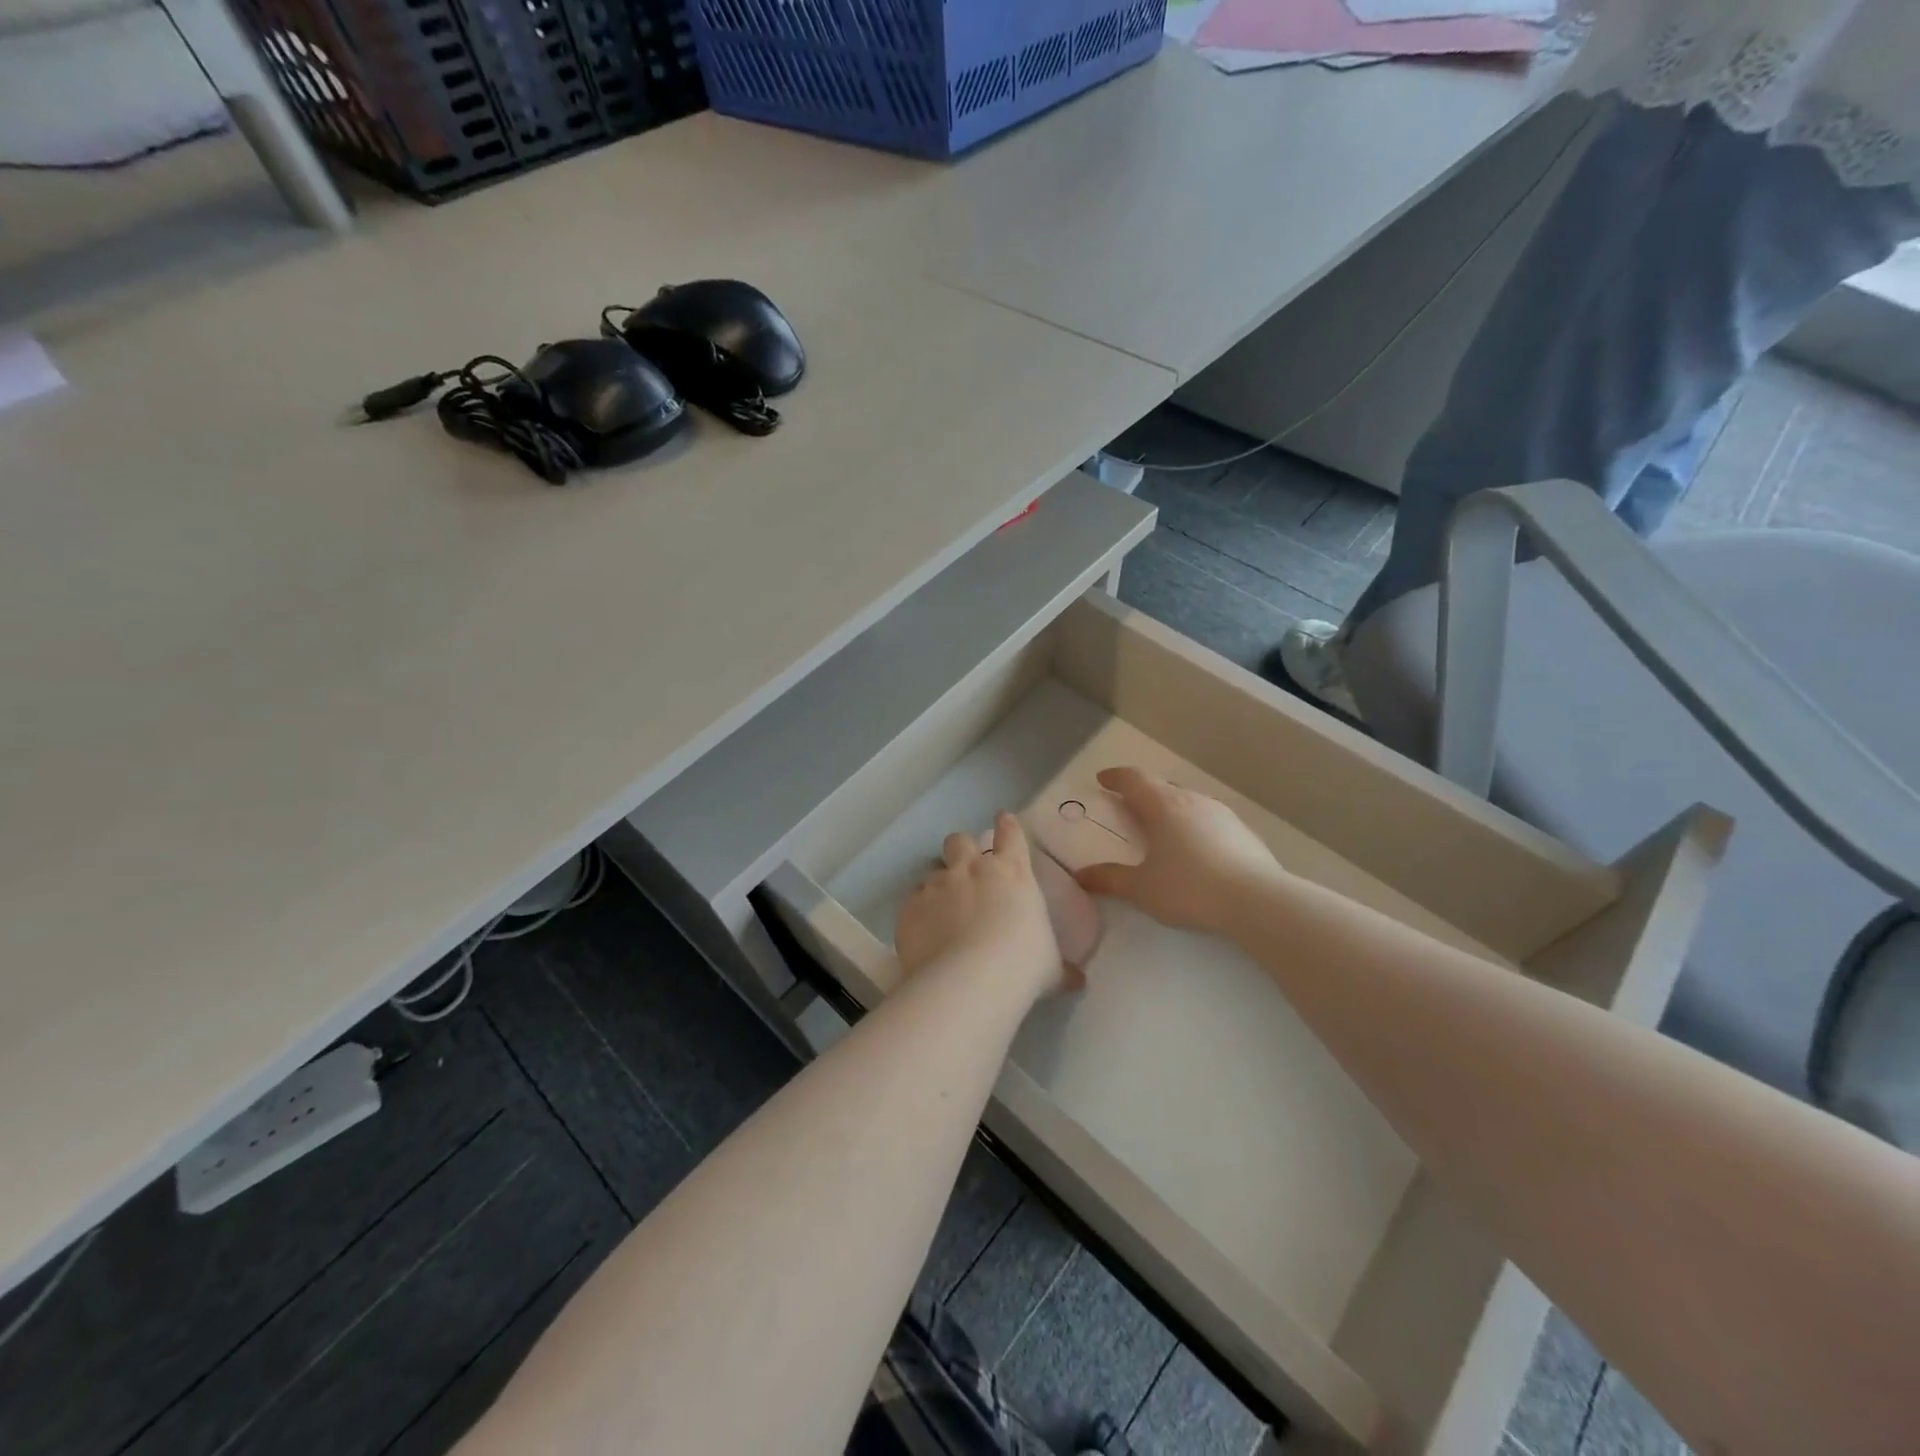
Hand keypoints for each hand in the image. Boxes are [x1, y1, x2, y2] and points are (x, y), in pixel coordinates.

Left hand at [895, 813, 1081, 1000]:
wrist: (968, 982)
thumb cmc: (1022, 967)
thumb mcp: (1050, 968)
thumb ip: (1061, 968)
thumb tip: (1077, 980)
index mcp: (1012, 873)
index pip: (1011, 834)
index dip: (1007, 825)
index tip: (1004, 819)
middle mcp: (972, 870)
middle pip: (960, 840)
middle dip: (962, 849)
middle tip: (966, 868)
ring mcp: (937, 885)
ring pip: (932, 868)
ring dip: (938, 882)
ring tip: (942, 905)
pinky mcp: (911, 906)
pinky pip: (913, 899)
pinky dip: (919, 910)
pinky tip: (924, 931)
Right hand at [1074, 767, 1281, 934]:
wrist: (1257, 901)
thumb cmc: (1190, 888)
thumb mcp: (1142, 889)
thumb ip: (1110, 879)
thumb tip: (1081, 875)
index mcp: (1163, 806)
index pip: (1134, 779)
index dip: (1116, 777)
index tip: (1102, 779)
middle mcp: (1192, 800)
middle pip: (1162, 787)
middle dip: (1142, 794)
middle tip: (1129, 807)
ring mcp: (1222, 814)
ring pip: (1188, 801)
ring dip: (1171, 809)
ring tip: (1162, 830)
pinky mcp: (1244, 832)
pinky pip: (1209, 820)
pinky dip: (1194, 826)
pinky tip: (1196, 850)